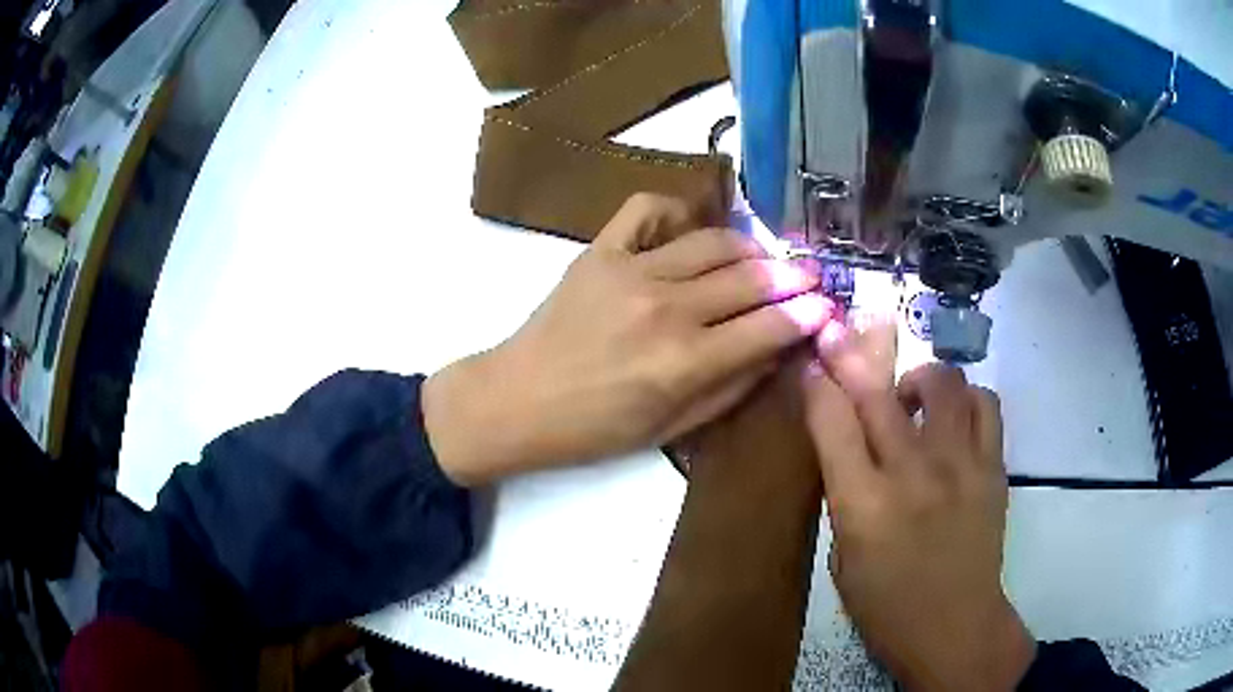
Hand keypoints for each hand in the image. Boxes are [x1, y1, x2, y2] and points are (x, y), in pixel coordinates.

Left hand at [424, 194, 834, 484]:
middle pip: (749, 278)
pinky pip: (646, 209)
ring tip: (764, 258)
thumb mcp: (672, 429)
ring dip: (750, 247)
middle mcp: (666, 308)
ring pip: (712, 241)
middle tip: (810, 276)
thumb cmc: (595, 429)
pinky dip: (675, 211)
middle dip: (791, 276)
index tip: (827, 305)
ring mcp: (631, 270)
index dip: (806, 314)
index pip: (768, 326)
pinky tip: (689, 229)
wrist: (517, 401)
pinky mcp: (600, 251)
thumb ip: (732, 386)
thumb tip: (778, 349)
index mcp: (685, 361)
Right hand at [803, 321, 1034, 691]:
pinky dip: (965, 399)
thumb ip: (845, 496)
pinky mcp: (994, 466)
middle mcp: (913, 474)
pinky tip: (953, 419)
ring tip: (912, 400)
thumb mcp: (843, 560)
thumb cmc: (886, 606)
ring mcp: (961, 465)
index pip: (833, 423)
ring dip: (918, 379)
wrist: (956, 625)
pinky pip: (984, 403)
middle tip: (840, 336)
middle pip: (879, 392)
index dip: (818, 383)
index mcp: (864, 507)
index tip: (811, 361)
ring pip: (943, 382)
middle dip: (850, 354)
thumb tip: (848, 445)